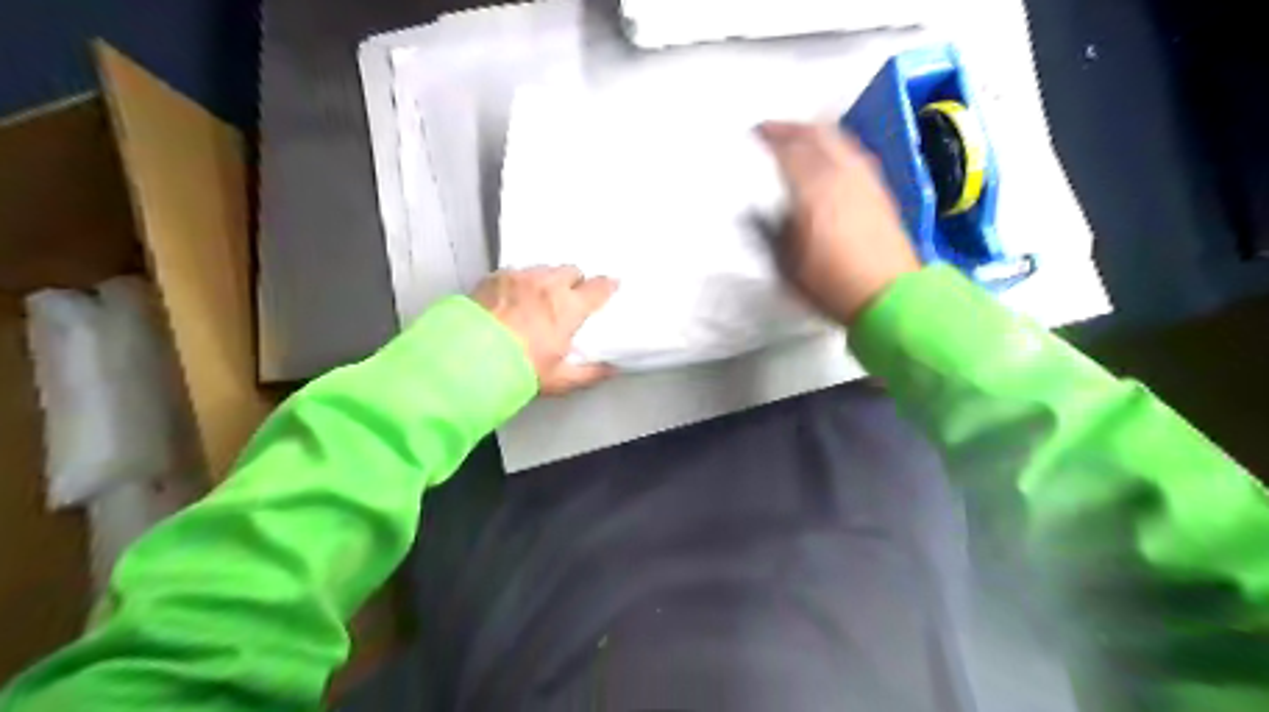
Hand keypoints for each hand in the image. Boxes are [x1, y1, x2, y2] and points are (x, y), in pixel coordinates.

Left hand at [470, 265, 620, 393]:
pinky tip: (513, 299)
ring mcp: (519, 277)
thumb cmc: (519, 369)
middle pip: (571, 271)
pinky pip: (516, 273)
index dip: (607, 287)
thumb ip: (590, 373)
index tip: (610, 287)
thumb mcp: (559, 379)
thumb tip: (611, 370)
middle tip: (569, 299)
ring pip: (544, 269)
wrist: (468, 359)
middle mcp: (547, 285)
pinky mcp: (495, 277)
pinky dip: (521, 282)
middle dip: (574, 282)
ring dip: (548, 280)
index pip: (598, 287)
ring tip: (539, 298)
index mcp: (569, 307)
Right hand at [757, 121, 917, 324]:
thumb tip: (755, 209)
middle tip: (771, 130)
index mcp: (812, 191)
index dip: (767, 137)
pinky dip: (834, 146)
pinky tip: (827, 158)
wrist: (887, 295)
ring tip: (797, 138)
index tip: (752, 135)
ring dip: (813, 132)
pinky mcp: (878, 189)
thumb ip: (768, 230)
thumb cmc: (830, 284)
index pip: (787, 150)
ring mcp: (863, 179)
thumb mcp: (786, 263)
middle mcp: (839, 175)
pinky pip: (852, 153)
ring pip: (837, 139)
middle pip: (814, 134)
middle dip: (790, 127)